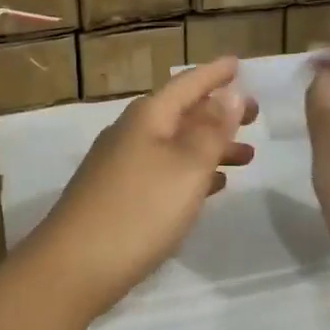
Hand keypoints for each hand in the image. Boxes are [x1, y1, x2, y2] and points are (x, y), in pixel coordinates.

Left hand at [23, 59, 257, 316]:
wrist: (73, 267)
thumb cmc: (139, 210)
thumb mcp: (186, 167)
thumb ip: (211, 130)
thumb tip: (230, 93)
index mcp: (147, 118)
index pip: (187, 84)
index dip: (215, 74)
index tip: (239, 63)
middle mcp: (132, 133)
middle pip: (181, 113)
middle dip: (218, 111)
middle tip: (256, 114)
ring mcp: (122, 165)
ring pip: (176, 144)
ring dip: (210, 146)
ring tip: (247, 156)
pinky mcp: (119, 196)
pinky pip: (165, 171)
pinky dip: (192, 172)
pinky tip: (214, 186)